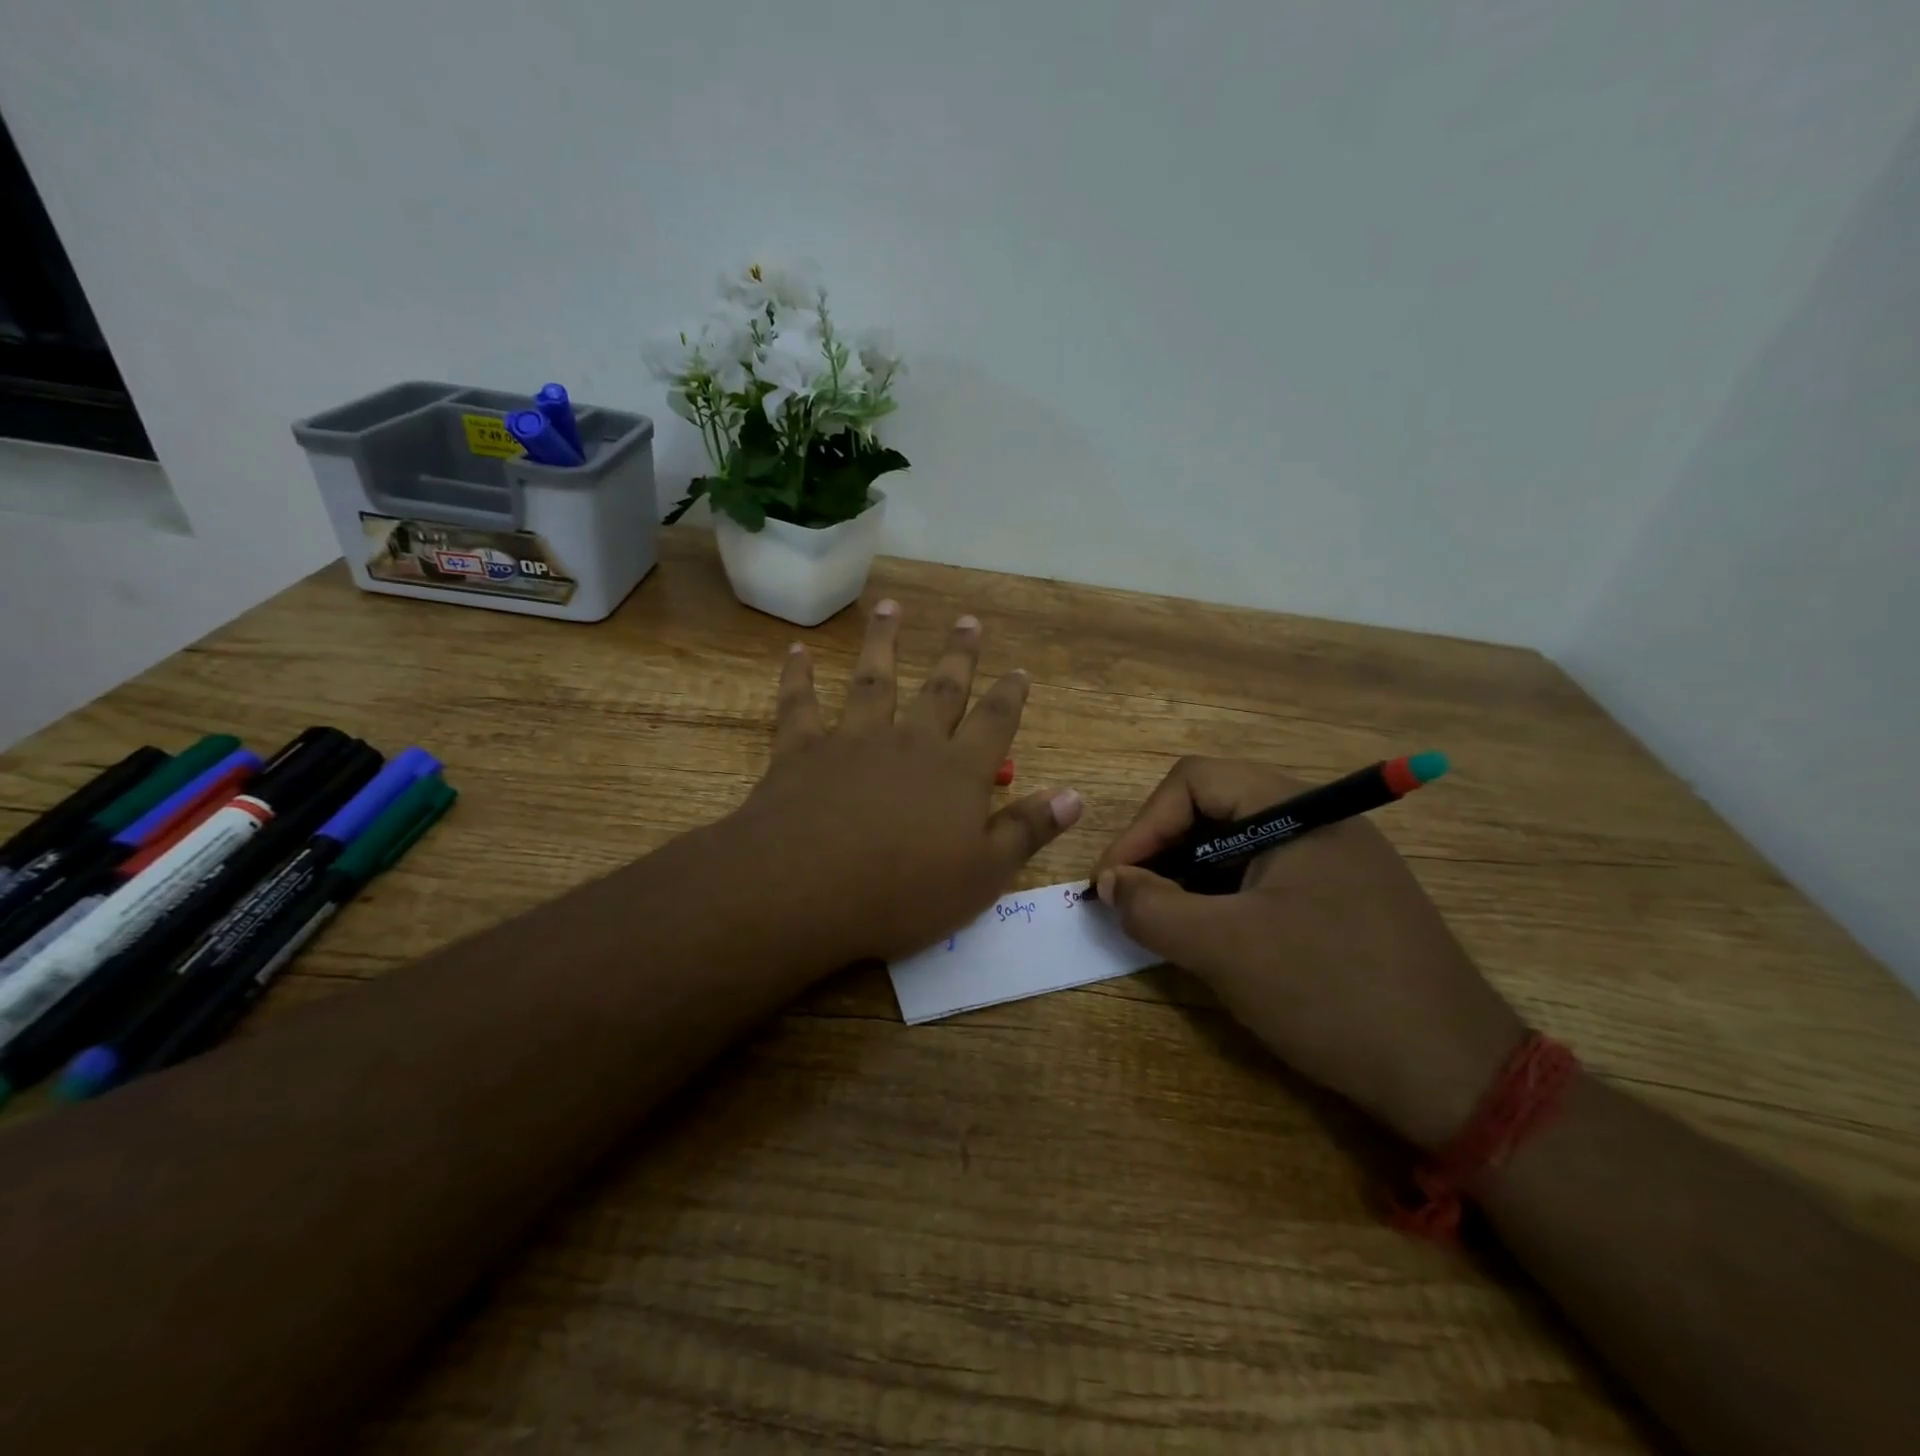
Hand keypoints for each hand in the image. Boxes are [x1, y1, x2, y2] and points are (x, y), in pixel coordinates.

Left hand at [726, 600, 1082, 966]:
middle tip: (967, 621)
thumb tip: (1075, 796)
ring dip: (883, 643)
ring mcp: (853, 740)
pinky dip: (799, 677)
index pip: (994, 722)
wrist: (806, 889)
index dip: (1010, 695)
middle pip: (941, 690)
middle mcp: (910, 742)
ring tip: (890, 608)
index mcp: (957, 771)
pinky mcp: (802, 751)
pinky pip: (800, 705)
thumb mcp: (983, 875)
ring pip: (873, 680)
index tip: (1019, 669)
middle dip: (958, 655)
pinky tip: (797, 653)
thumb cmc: (904, 892)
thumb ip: (1027, 830)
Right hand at [1093, 758, 1525, 1150]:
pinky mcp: (1342, 900)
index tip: (1113, 883)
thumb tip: (1108, 884)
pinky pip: (1264, 880)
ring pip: (1236, 848)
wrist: (1458, 1079)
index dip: (1143, 826)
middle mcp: (1318, 821)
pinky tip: (1213, 941)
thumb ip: (1152, 908)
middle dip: (1162, 853)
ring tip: (1165, 926)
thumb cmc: (1332, 994)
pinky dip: (1224, 901)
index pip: (1194, 782)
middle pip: (1214, 809)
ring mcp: (1335, 861)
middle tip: (1131, 904)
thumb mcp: (1226, 950)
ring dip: (1189, 880)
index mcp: (1297, 810)